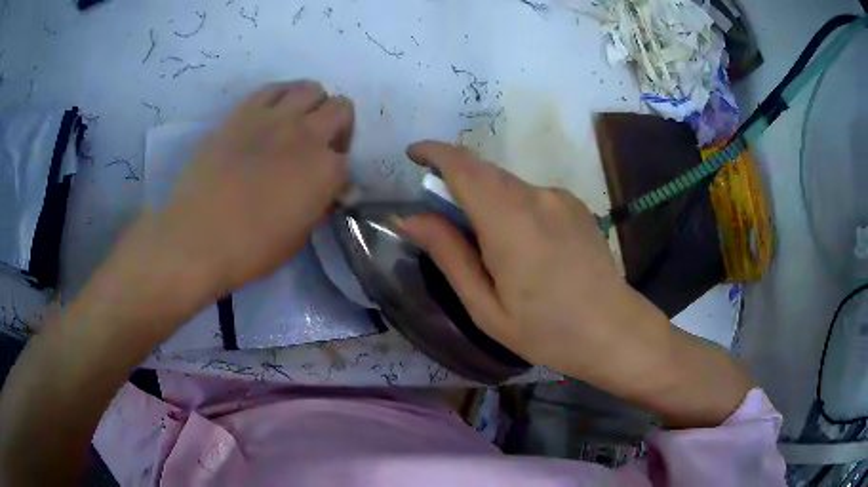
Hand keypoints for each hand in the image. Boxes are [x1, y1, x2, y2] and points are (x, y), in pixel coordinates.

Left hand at [143, 81, 353, 304]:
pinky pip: (273, 89)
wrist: (196, 238)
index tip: (325, 184)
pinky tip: (273, 115)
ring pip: (310, 88)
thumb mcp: (298, 237)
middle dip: (338, 125)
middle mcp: (307, 134)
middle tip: (320, 145)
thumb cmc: (249, 249)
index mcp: (326, 170)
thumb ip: (317, 206)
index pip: (347, 158)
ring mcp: (273, 118)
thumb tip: (321, 193)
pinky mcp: (243, 112)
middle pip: (340, 108)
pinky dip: (282, 96)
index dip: (338, 171)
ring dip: (313, 104)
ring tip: (297, 123)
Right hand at [400, 141, 752, 427]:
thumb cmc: (547, 331)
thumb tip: (409, 217)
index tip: (413, 155)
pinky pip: (531, 195)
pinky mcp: (576, 205)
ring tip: (490, 249)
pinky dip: (512, 207)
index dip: (434, 152)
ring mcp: (561, 198)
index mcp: (509, 221)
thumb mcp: (485, 306)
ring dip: (485, 199)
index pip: (463, 166)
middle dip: (455, 182)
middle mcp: (537, 196)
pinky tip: (525, 249)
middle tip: (443, 220)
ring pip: (507, 184)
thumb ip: (448, 254)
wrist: (615, 331)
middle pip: (484, 172)